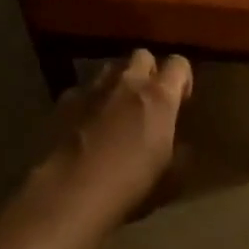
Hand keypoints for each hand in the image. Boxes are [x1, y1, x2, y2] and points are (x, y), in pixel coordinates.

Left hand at [45, 51, 192, 218]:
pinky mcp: (66, 100)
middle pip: (143, 56)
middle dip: (148, 72)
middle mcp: (128, 82)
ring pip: (111, 68)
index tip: (180, 101)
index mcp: (159, 96)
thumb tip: (181, 146)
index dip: (182, 79)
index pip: (179, 64)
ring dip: (119, 82)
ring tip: (116, 109)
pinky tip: (86, 124)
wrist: (71, 192)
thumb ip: (179, 151)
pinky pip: (84, 89)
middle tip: (148, 101)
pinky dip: (89, 101)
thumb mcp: (169, 175)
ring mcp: (94, 87)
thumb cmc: (130, 185)